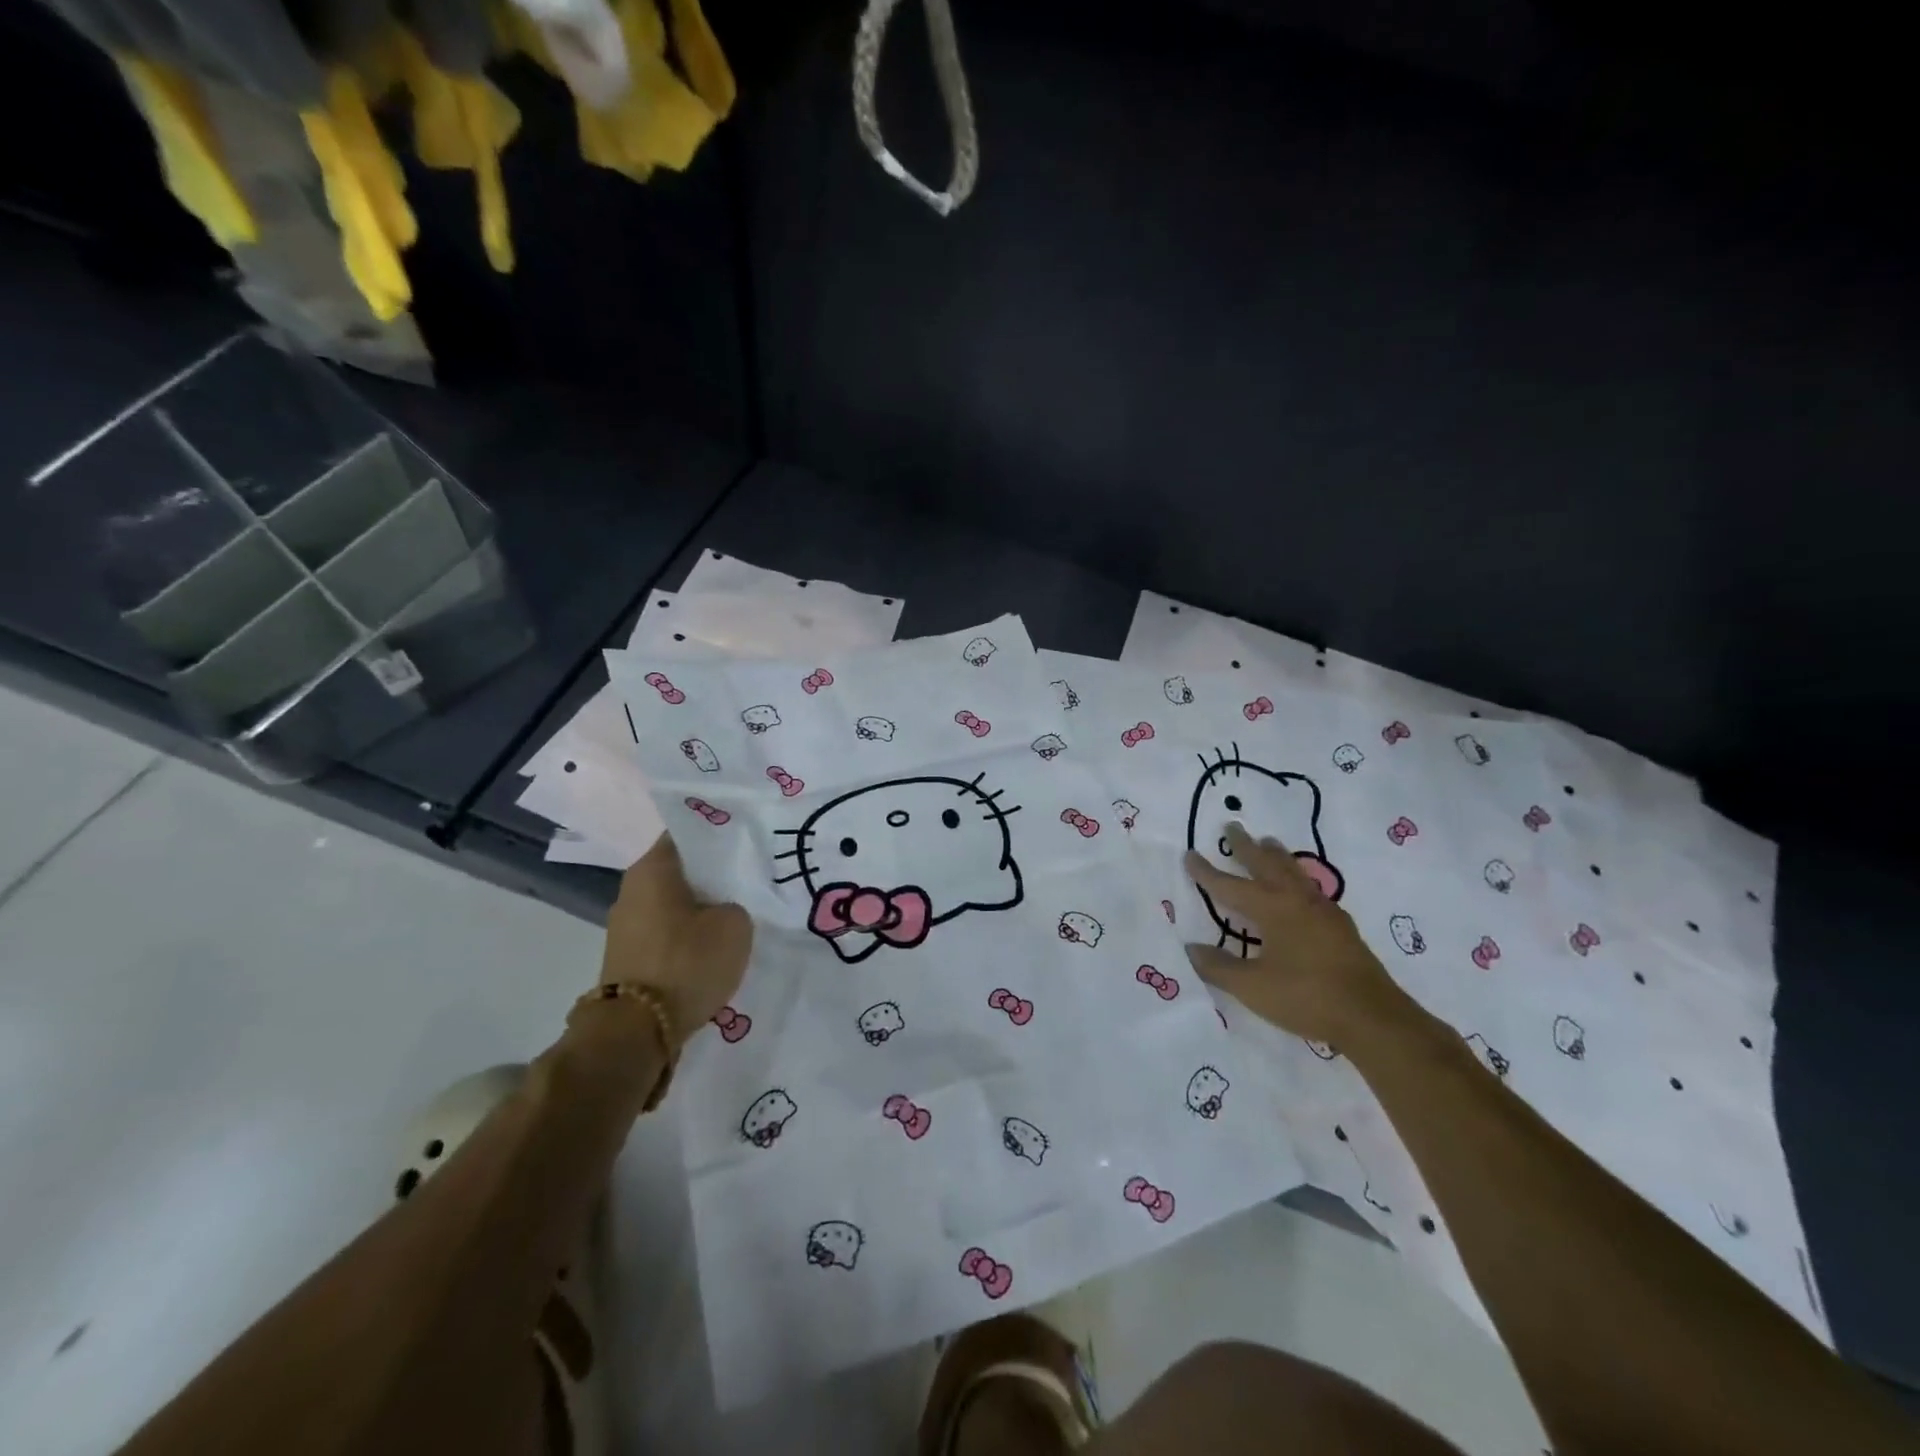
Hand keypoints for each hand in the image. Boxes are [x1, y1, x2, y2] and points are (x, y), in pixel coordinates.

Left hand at [600, 834, 751, 1043]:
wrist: (637, 1031)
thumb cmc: (687, 962)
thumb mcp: (735, 924)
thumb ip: (734, 903)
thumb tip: (723, 908)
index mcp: (653, 868)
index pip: (688, 834)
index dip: (718, 835)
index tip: (746, 842)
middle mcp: (632, 888)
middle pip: (680, 869)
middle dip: (711, 874)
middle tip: (747, 878)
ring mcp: (625, 924)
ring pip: (672, 901)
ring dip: (699, 907)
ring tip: (734, 913)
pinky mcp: (628, 955)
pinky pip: (665, 930)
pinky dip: (687, 933)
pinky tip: (712, 944)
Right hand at [1184, 823, 1413, 1046]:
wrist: (1373, 1017)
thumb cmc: (1307, 997)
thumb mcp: (1252, 987)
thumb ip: (1219, 967)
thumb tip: (1191, 948)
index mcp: (1272, 909)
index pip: (1230, 886)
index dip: (1207, 872)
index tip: (1189, 854)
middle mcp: (1296, 901)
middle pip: (1266, 864)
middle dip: (1246, 846)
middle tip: (1232, 826)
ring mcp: (1323, 911)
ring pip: (1293, 871)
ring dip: (1276, 855)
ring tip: (1268, 841)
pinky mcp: (1341, 926)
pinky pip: (1311, 887)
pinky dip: (1296, 876)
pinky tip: (1300, 887)